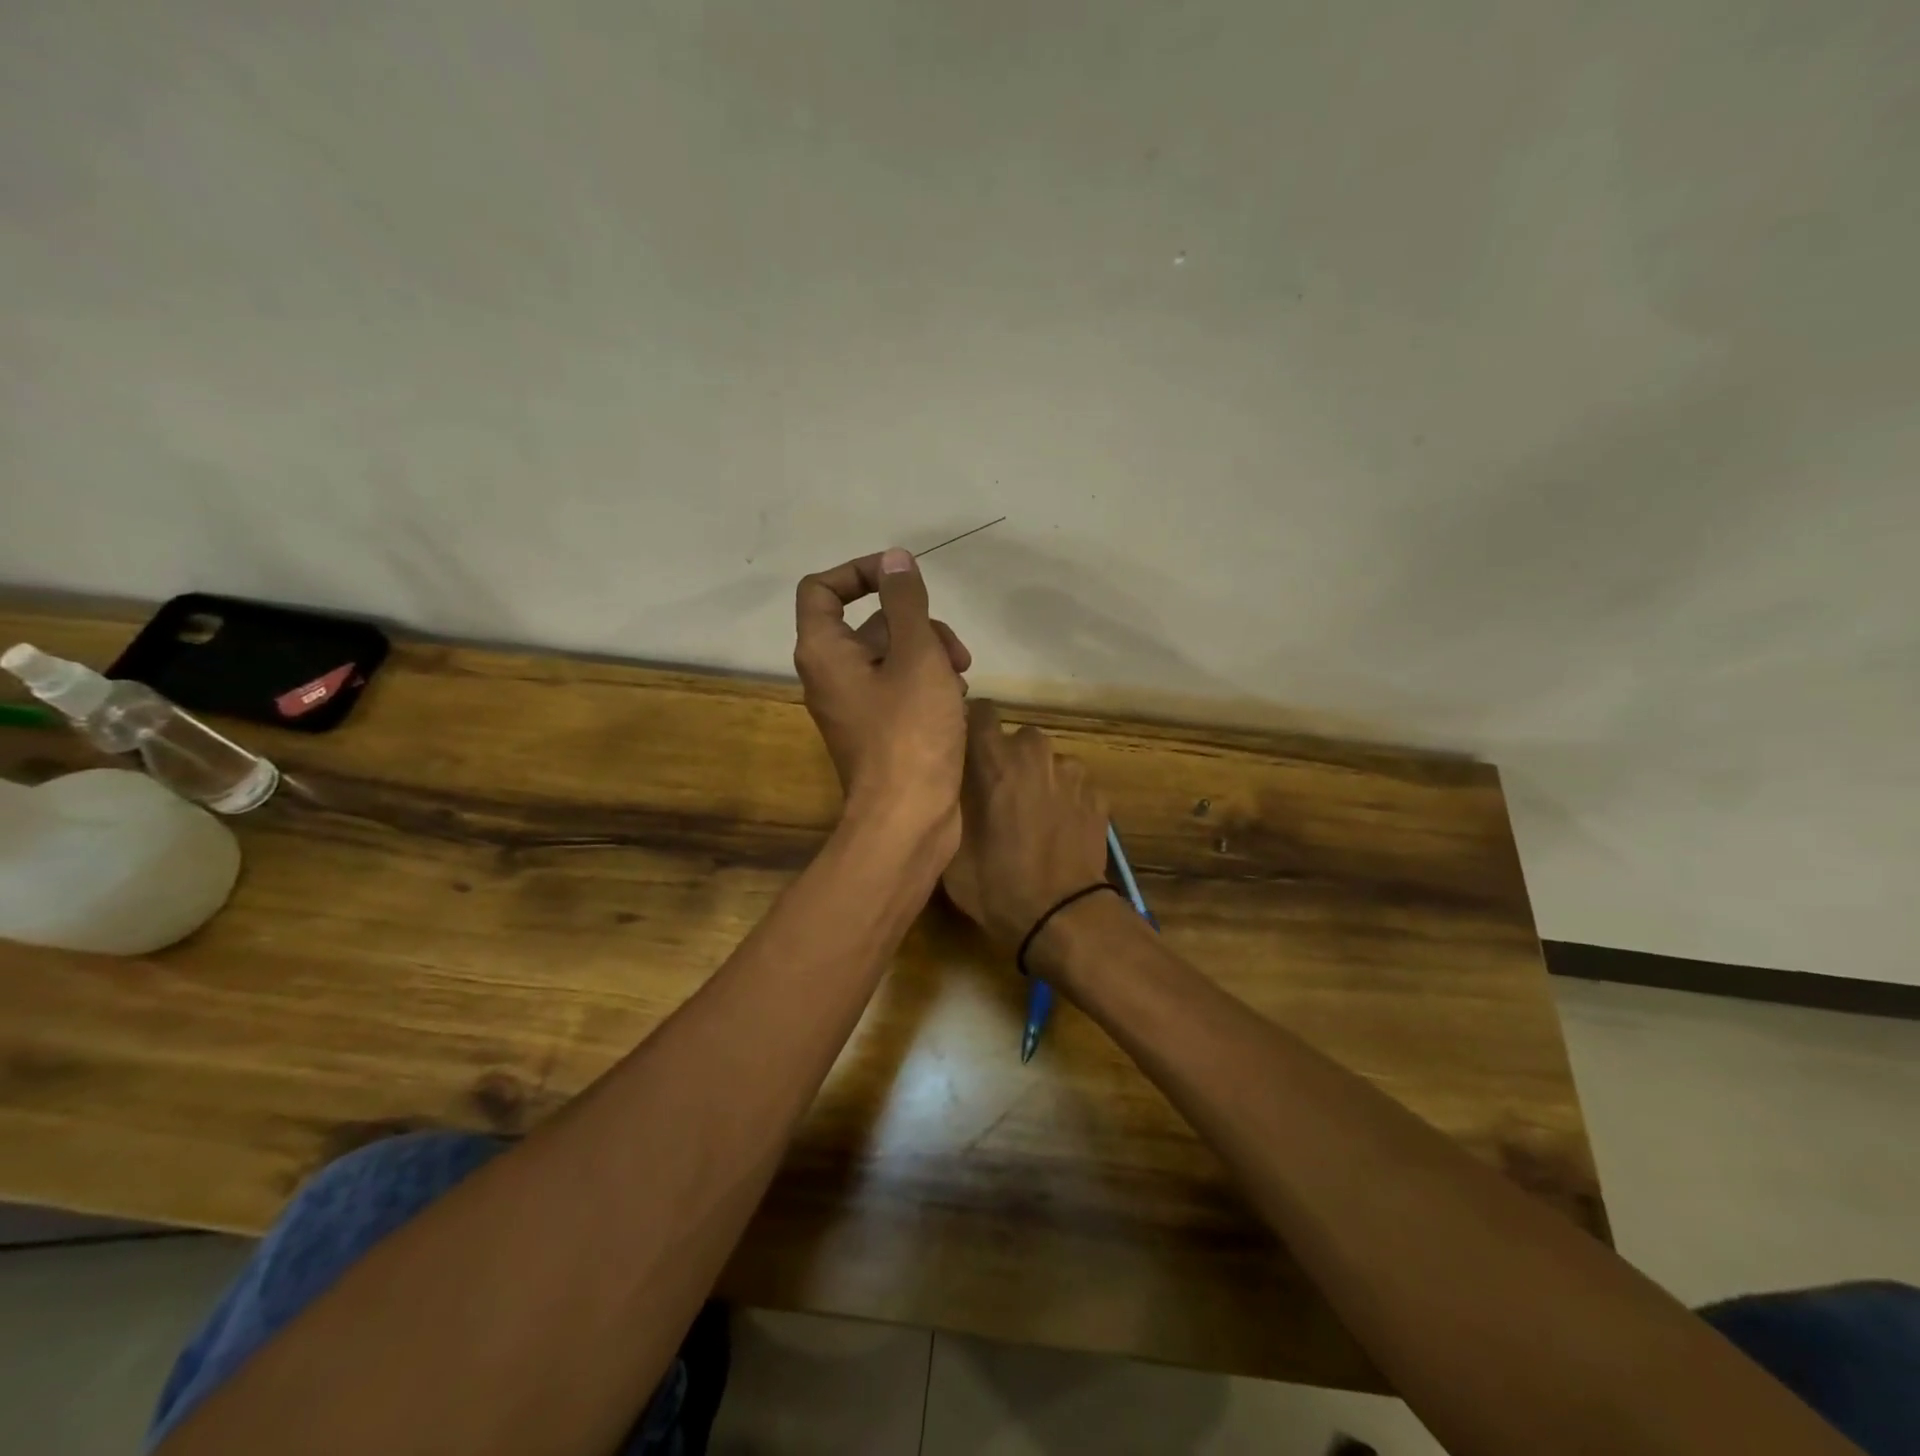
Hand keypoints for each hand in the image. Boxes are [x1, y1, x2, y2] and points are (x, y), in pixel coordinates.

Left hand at [794, 548, 971, 836]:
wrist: (908, 819)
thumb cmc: (910, 732)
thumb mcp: (916, 655)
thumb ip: (906, 602)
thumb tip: (895, 559)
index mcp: (824, 651)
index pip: (822, 588)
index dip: (860, 571)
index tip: (904, 577)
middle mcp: (830, 675)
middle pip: (869, 624)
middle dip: (918, 625)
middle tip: (954, 650)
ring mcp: (855, 706)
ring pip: (892, 656)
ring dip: (930, 656)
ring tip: (961, 678)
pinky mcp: (878, 730)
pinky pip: (900, 688)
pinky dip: (927, 685)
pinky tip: (957, 700)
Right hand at [942, 701, 1110, 946]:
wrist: (1062, 915)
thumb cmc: (995, 881)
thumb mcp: (950, 843)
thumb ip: (950, 796)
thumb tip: (949, 776)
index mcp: (996, 758)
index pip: (981, 711)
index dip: (971, 727)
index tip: (964, 749)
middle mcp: (1037, 753)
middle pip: (1017, 739)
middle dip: (1006, 758)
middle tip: (996, 794)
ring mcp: (1073, 773)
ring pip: (1047, 763)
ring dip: (1037, 779)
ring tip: (1031, 817)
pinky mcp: (1098, 796)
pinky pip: (1072, 786)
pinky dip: (1063, 800)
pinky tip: (1057, 831)